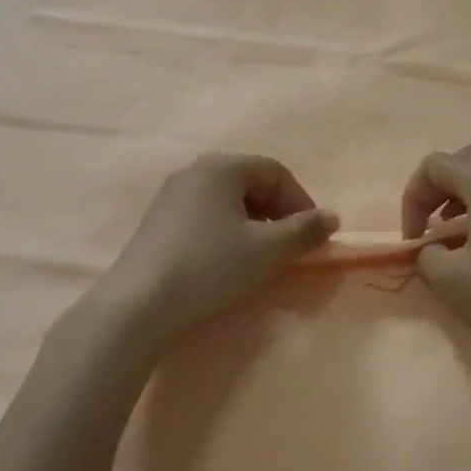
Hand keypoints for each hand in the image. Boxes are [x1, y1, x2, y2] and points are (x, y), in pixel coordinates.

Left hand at [100, 153, 338, 340]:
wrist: (139, 303)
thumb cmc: (210, 266)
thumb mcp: (267, 250)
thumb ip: (304, 231)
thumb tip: (331, 217)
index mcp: (222, 167)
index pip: (275, 171)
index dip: (300, 200)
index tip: (312, 234)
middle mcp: (194, 171)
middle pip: (249, 182)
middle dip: (277, 211)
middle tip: (289, 245)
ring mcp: (170, 196)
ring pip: (226, 200)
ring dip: (252, 223)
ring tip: (261, 255)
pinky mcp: (156, 222)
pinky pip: (204, 215)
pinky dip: (226, 231)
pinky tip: (225, 261)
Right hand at [401, 144, 470, 352]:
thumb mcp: (452, 281)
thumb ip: (425, 257)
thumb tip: (429, 249)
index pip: (433, 166)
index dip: (412, 199)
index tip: (414, 239)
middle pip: (463, 159)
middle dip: (438, 188)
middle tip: (431, 223)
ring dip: (464, 193)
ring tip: (457, 230)